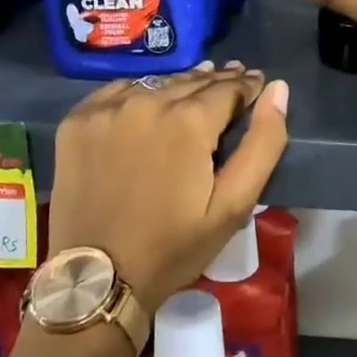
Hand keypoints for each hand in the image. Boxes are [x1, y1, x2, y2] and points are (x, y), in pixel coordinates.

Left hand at [48, 64, 289, 311]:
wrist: (95, 279)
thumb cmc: (172, 246)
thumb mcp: (232, 205)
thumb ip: (263, 144)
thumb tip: (277, 89)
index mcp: (189, 120)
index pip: (229, 87)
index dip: (247, 85)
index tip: (256, 82)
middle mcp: (147, 101)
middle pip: (193, 81)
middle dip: (217, 82)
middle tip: (233, 77)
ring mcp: (107, 108)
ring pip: (157, 83)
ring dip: (181, 85)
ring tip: (197, 86)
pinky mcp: (78, 119)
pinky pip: (119, 91)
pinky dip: (140, 93)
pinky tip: (150, 102)